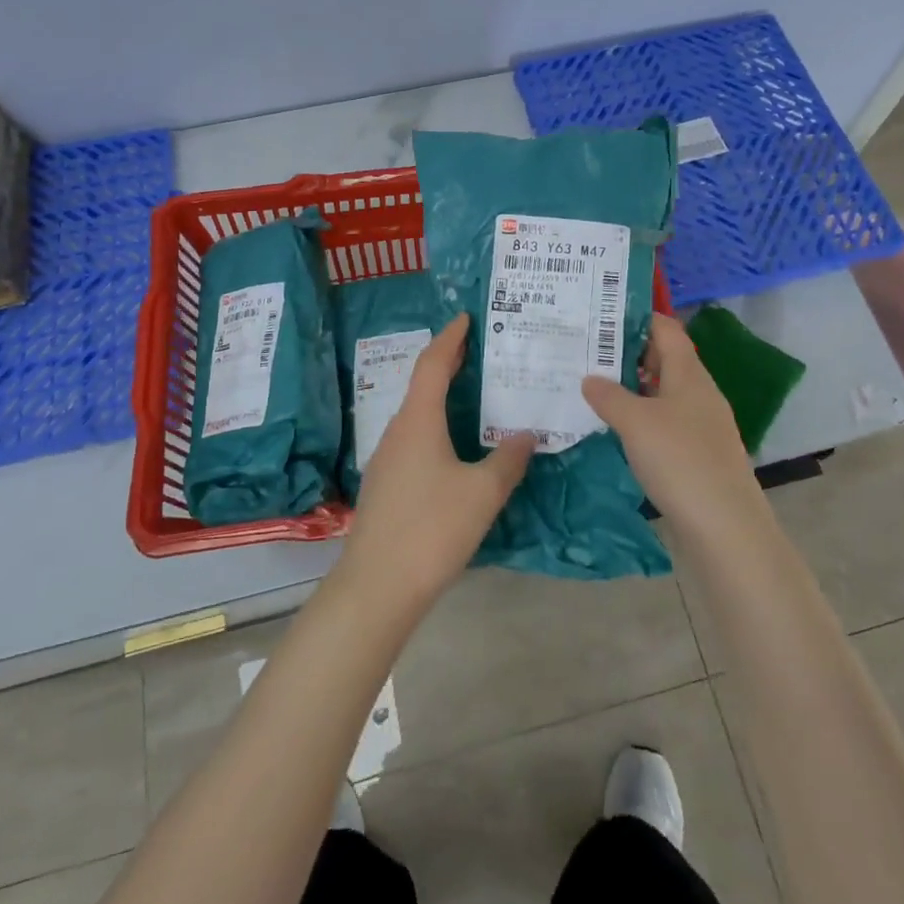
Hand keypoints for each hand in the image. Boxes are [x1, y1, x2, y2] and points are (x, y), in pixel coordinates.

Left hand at [339, 314, 533, 612]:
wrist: (377, 586)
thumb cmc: (432, 528)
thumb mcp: (483, 492)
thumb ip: (508, 459)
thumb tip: (526, 434)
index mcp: (418, 420)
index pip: (433, 363)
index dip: (450, 337)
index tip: (466, 317)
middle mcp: (398, 431)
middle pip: (423, 385)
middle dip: (450, 364)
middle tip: (480, 351)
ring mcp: (387, 459)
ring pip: (419, 415)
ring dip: (444, 398)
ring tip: (476, 396)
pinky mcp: (386, 485)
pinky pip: (415, 440)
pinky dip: (438, 427)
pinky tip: (456, 447)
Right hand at [582, 313, 765, 536]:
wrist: (725, 527)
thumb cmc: (680, 460)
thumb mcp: (635, 422)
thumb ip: (609, 396)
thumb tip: (589, 378)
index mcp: (689, 374)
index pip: (666, 329)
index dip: (637, 317)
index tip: (602, 314)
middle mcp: (698, 392)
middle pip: (664, 358)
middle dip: (628, 353)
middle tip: (587, 351)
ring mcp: (701, 424)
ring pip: (663, 392)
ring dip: (632, 387)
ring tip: (593, 386)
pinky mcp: (697, 453)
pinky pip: (665, 421)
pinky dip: (641, 416)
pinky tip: (616, 428)